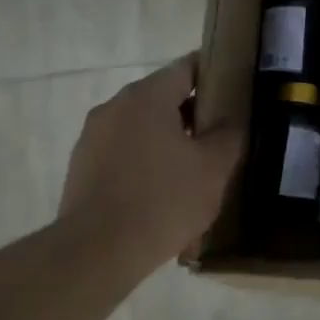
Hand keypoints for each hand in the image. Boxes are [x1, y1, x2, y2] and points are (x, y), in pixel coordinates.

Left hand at [58, 53, 244, 278]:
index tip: (237, 90)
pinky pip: (124, 148)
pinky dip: (146, 156)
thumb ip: (230, 133)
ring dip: (170, 135)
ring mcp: (93, 136)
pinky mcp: (83, 165)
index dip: (215, 74)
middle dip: (194, 110)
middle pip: (163, 94)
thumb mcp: (214, 167)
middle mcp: (115, 106)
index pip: (187, 67)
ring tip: (195, 164)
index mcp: (147, 96)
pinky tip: (164, 186)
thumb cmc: (164, 201)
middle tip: (223, 133)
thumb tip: (231, 117)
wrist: (97, 252)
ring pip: (142, 123)